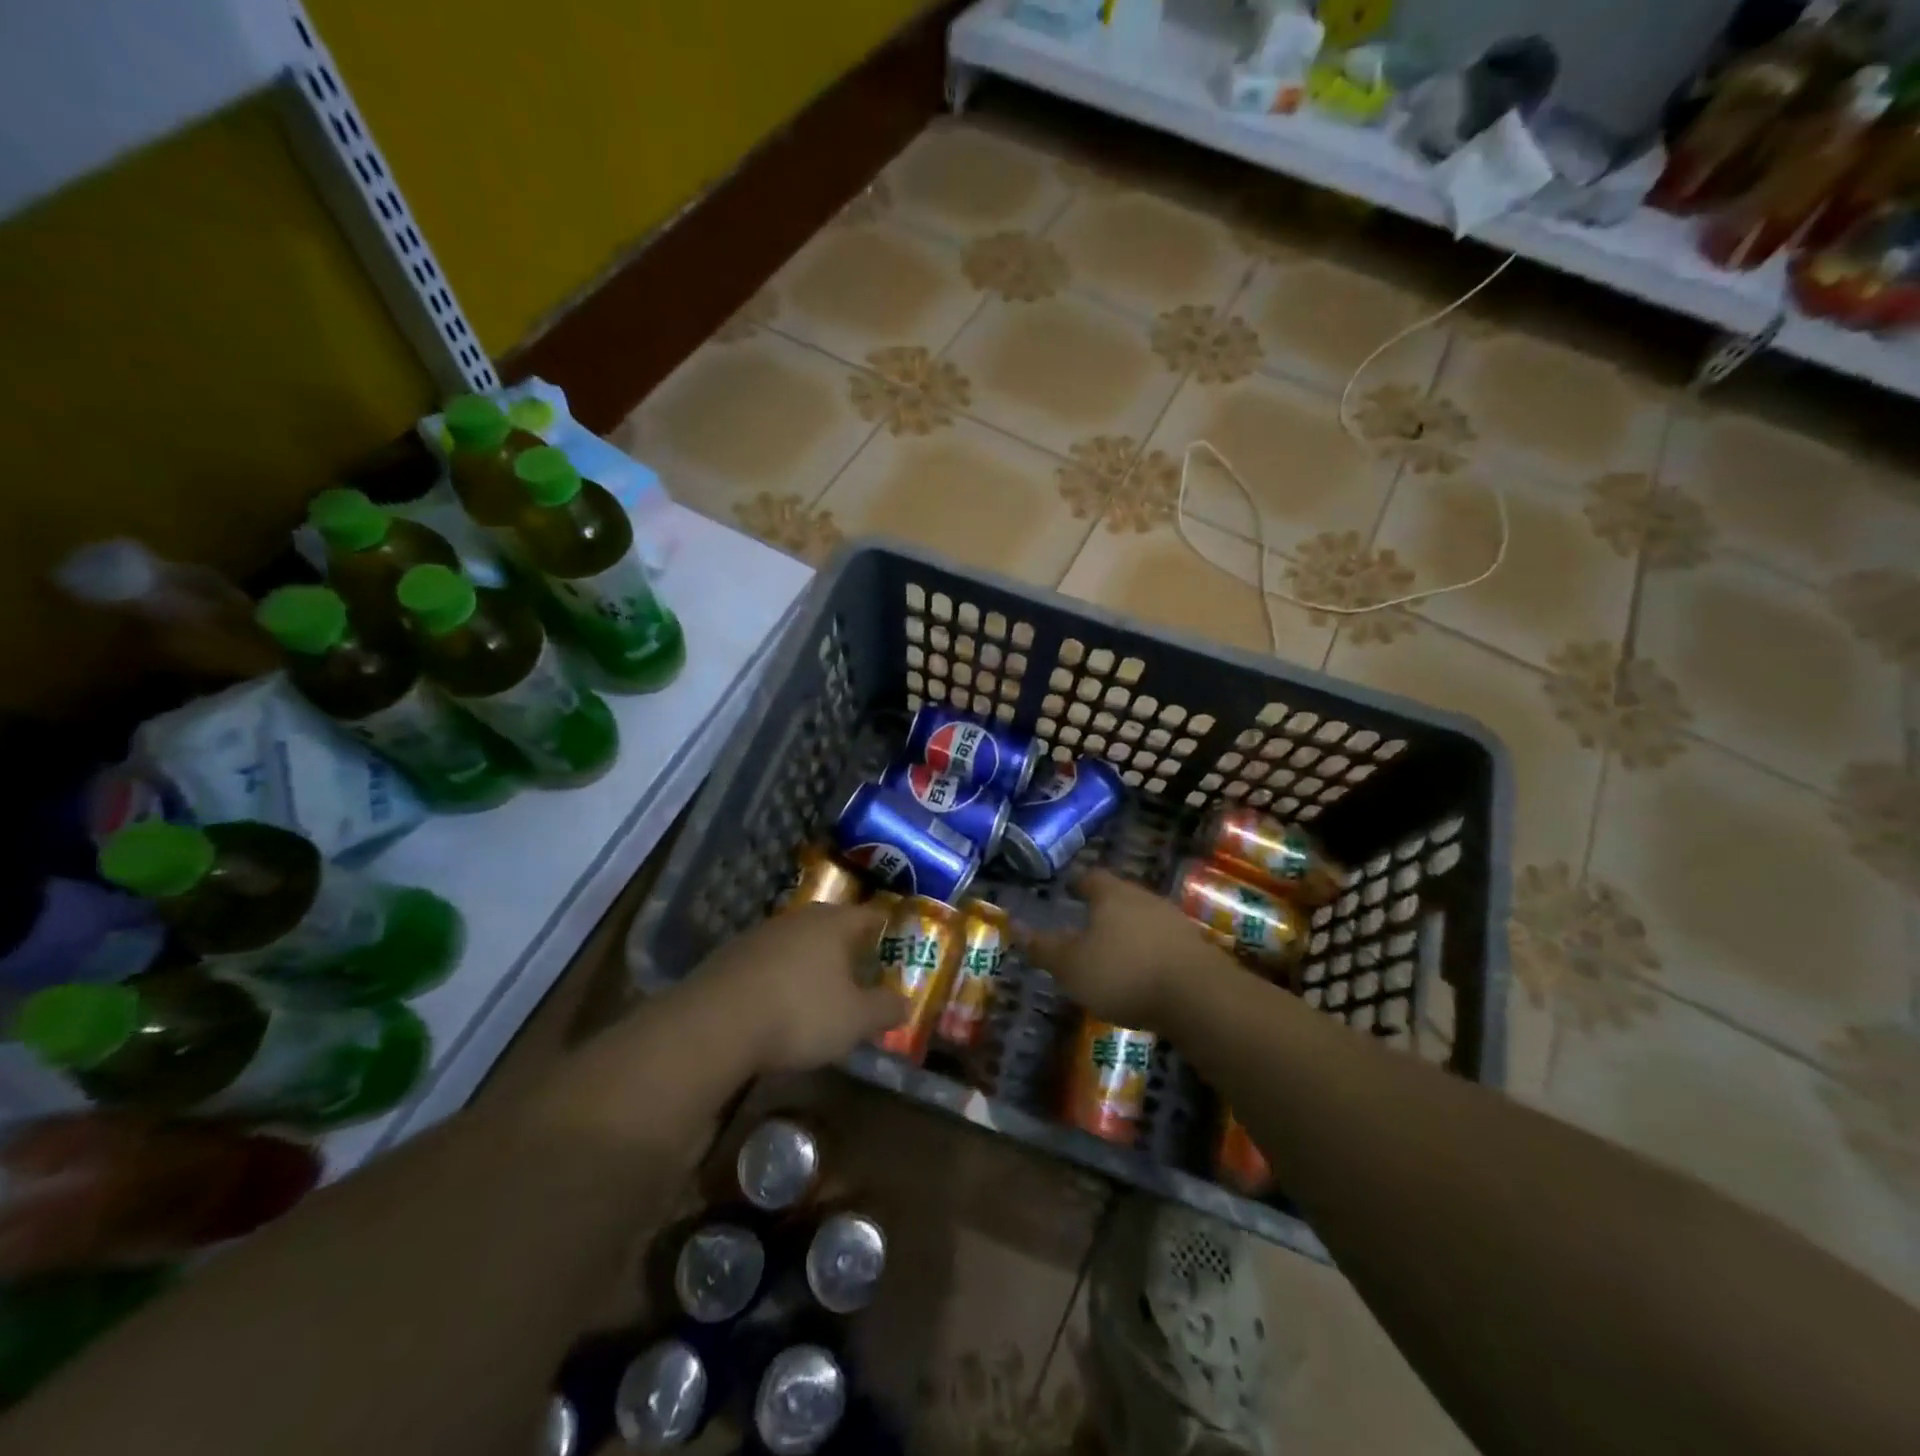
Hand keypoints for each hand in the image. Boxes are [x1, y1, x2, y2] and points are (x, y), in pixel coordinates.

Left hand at [693, 903, 907, 1072]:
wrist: (716, 1023)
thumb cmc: (800, 1013)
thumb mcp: (855, 1020)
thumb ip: (885, 1010)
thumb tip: (905, 1004)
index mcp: (834, 924)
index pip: (869, 915)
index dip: (885, 926)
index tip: (895, 936)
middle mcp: (799, 919)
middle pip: (831, 925)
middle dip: (846, 944)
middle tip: (861, 965)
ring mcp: (761, 934)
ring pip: (797, 941)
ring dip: (810, 960)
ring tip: (820, 986)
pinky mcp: (731, 957)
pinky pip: (768, 961)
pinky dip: (780, 975)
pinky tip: (779, 1001)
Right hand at [1020, 869, 1232, 1030]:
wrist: (1198, 997)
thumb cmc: (1123, 972)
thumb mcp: (1071, 965)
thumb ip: (1043, 947)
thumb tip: (1013, 925)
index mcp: (1111, 894)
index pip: (1091, 877)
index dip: (1077, 883)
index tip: (1068, 890)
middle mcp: (1144, 898)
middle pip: (1120, 895)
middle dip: (1104, 906)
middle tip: (1087, 921)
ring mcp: (1174, 920)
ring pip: (1144, 917)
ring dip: (1129, 929)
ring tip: (1114, 949)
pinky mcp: (1195, 947)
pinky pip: (1163, 941)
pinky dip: (1150, 950)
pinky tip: (1144, 971)